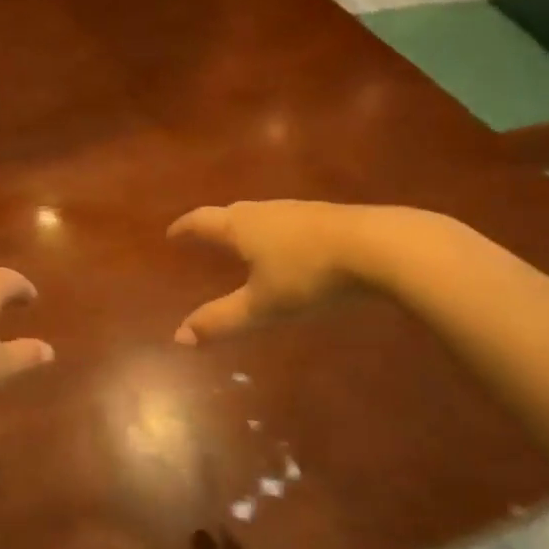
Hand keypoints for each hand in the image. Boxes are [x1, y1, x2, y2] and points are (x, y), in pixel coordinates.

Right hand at [168, 200, 381, 344]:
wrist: (377, 246)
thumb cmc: (308, 274)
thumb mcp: (262, 305)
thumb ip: (221, 320)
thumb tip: (179, 338)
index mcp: (241, 227)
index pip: (202, 221)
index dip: (185, 228)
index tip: (171, 234)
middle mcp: (265, 211)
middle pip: (231, 213)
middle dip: (214, 225)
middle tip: (204, 236)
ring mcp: (298, 211)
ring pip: (262, 215)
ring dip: (246, 227)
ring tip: (243, 242)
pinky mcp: (327, 217)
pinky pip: (288, 222)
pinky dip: (275, 233)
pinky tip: (289, 247)